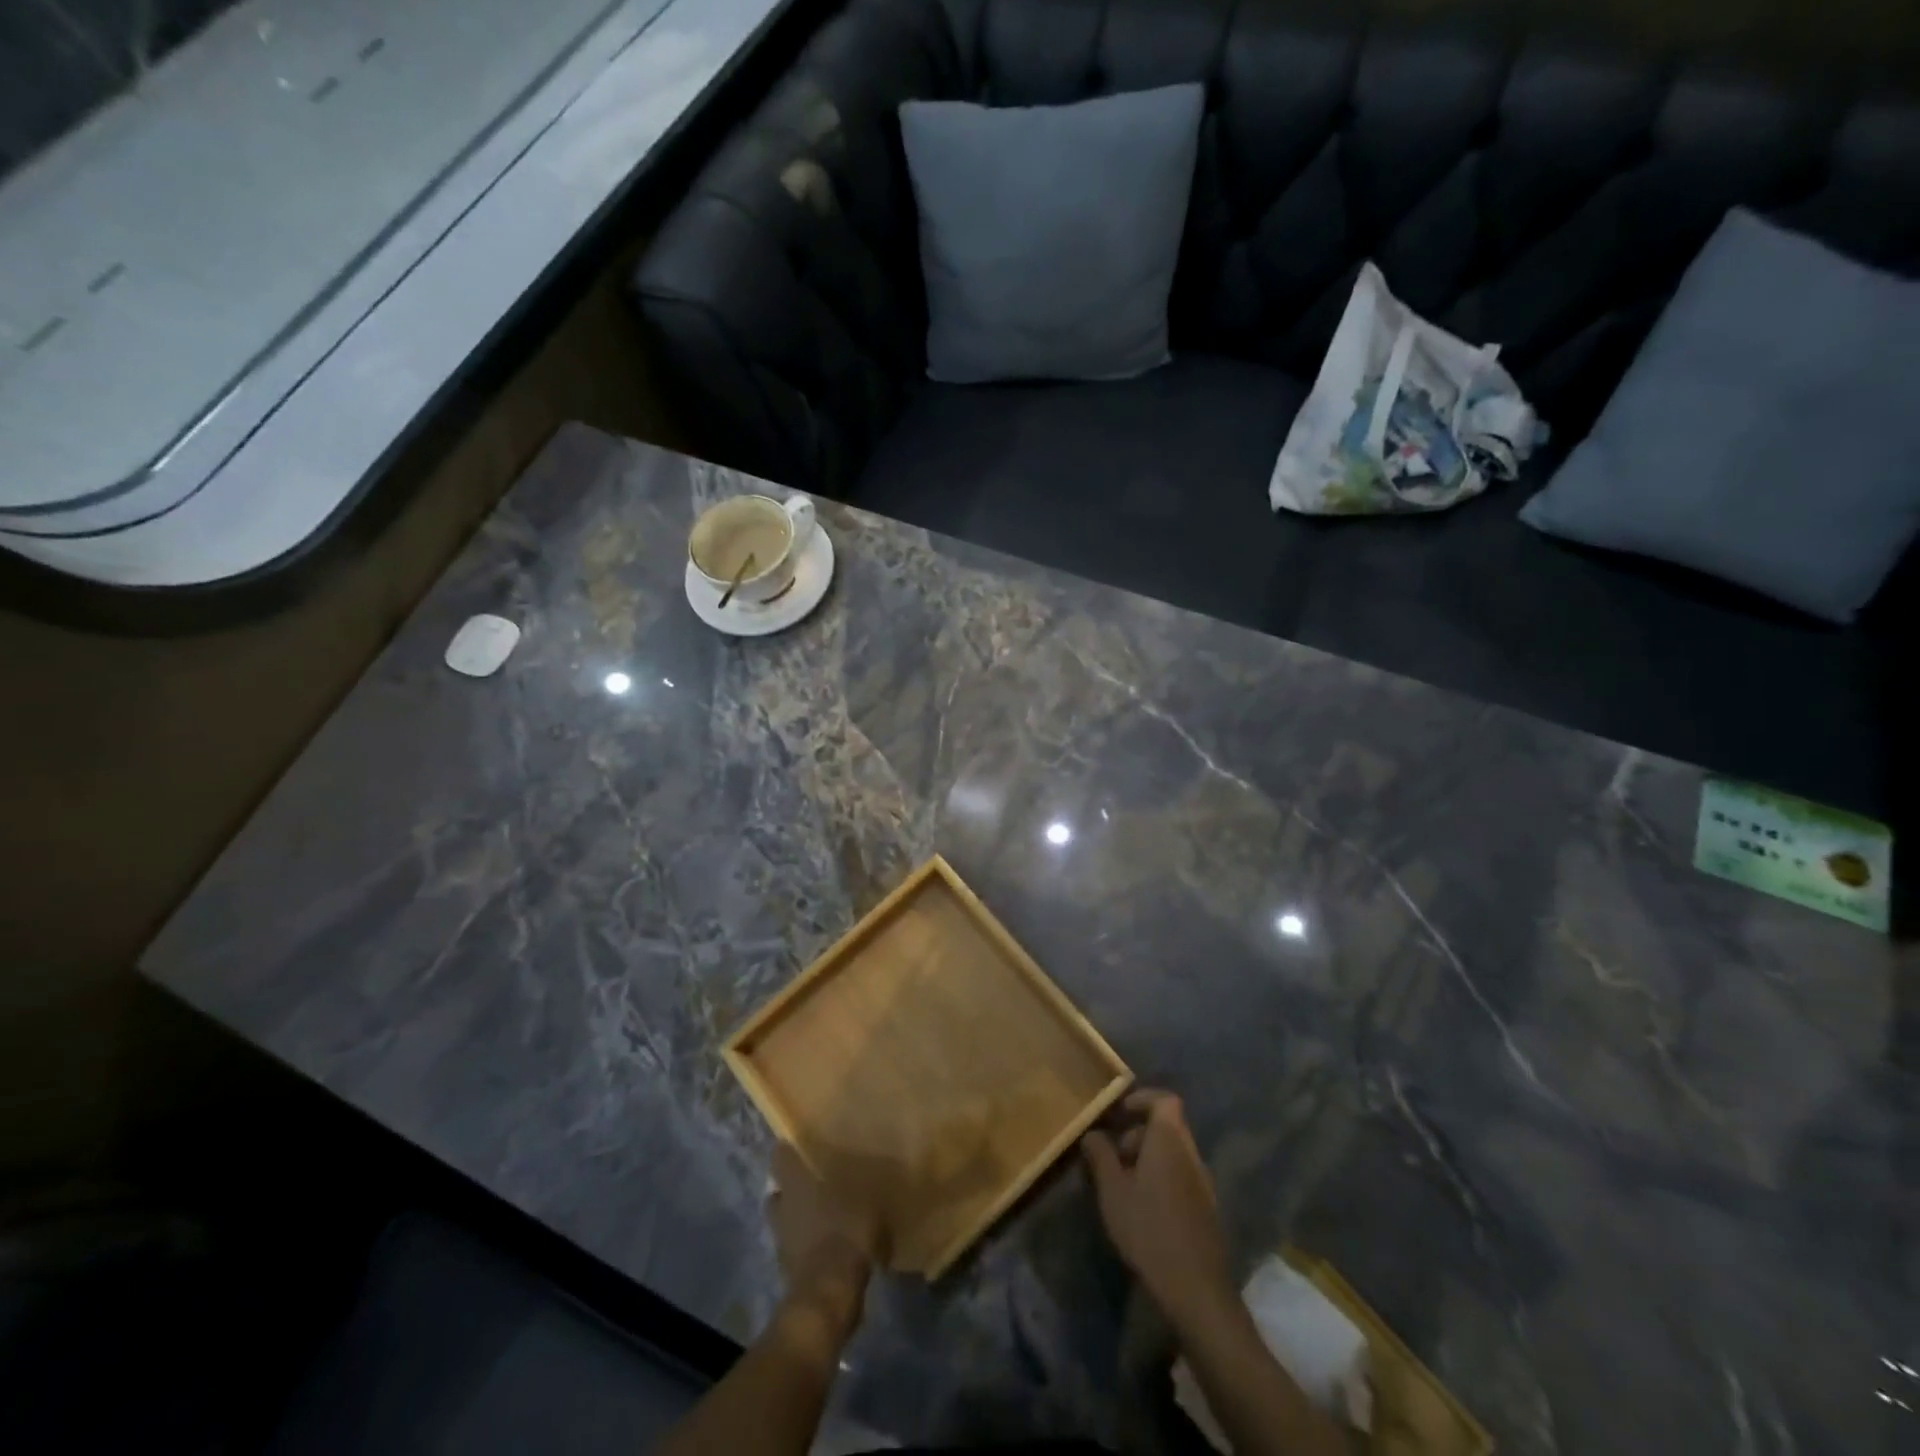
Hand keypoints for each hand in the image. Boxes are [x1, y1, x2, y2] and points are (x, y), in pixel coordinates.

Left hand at [768, 1144, 884, 1331]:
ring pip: (785, 1218)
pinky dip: (807, 1243)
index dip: (791, 1148)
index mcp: (796, 1183)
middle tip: (818, 1179)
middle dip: (795, 1185)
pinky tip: (829, 1243)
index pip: (781, 1156)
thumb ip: (866, 1181)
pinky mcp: (787, 1267)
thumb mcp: (868, 1199)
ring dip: (799, 1216)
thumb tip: (877, 1165)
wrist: (828, 1296)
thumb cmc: (846, 1234)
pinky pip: (796, 1245)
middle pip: (780, 1188)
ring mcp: (782, 1238)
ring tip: (826, 1213)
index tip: (805, 1142)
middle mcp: (783, 1205)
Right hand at [1081, 1089, 1237, 1328]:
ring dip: (1149, 1157)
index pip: (1165, 1100)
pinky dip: (1161, 1177)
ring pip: (1174, 1152)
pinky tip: (1143, 1207)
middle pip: (1168, 1126)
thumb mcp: (1112, 1191)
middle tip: (1114, 1154)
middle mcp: (1191, 1154)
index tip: (1119, 1113)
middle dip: (1139, 1132)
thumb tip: (1092, 1134)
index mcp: (1170, 1140)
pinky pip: (1182, 1175)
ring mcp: (1203, 1182)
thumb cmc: (1148, 1228)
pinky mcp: (1207, 1208)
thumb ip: (1100, 1156)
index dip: (1142, 1099)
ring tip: (1123, 1183)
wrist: (1195, 1288)